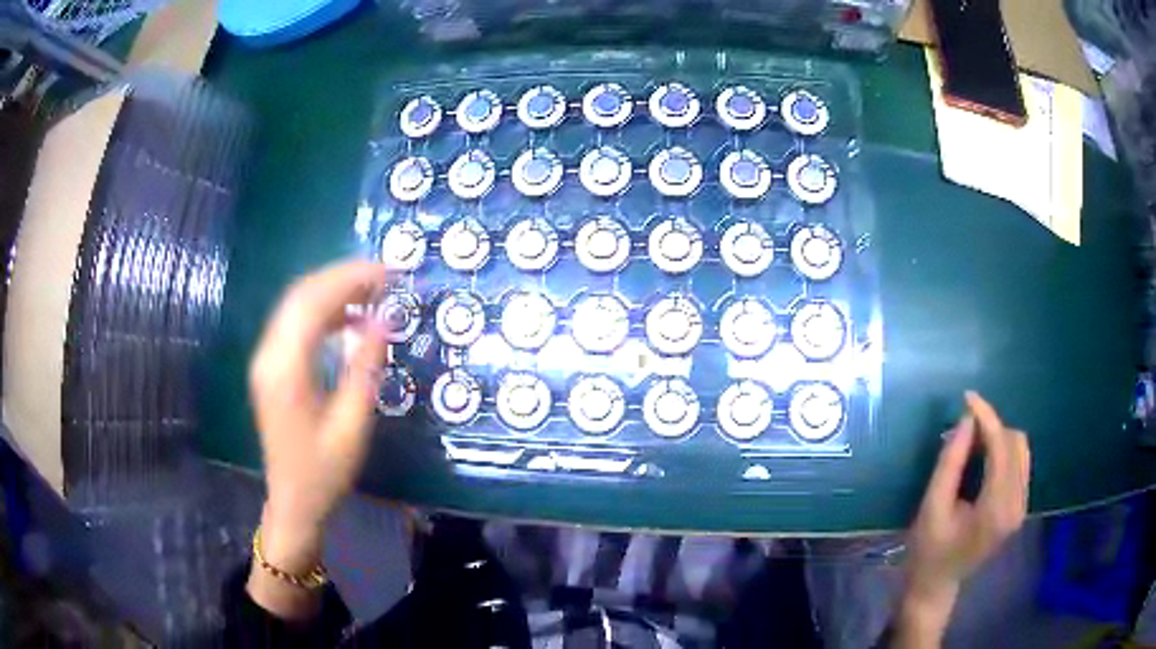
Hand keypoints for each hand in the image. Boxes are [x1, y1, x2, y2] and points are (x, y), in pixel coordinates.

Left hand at [246, 261, 390, 616]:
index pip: (312, 302)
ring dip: (333, 290)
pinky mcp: (271, 366)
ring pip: (296, 304)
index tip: (388, 272)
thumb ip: (365, 368)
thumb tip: (385, 319)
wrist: (293, 502)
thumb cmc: (324, 472)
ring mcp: (266, 359)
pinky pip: (295, 322)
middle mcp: (269, 355)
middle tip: (385, 275)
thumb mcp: (352, 426)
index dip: (350, 279)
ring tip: (373, 290)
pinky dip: (323, 310)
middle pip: (301, 295)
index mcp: (285, 370)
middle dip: (342, 277)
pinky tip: (349, 317)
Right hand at [895, 391, 1029, 646]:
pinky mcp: (1019, 509)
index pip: (1001, 447)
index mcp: (996, 509)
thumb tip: (967, 420)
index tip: (967, 397)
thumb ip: (951, 462)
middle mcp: (1017, 505)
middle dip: (992, 427)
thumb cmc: (928, 551)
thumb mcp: (932, 506)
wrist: (936, 585)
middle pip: (1015, 444)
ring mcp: (1021, 508)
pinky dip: (1003, 452)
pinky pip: (1019, 464)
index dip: (986, 418)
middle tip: (964, 426)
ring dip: (999, 438)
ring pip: (1021, 450)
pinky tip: (984, 457)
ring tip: (973, 440)